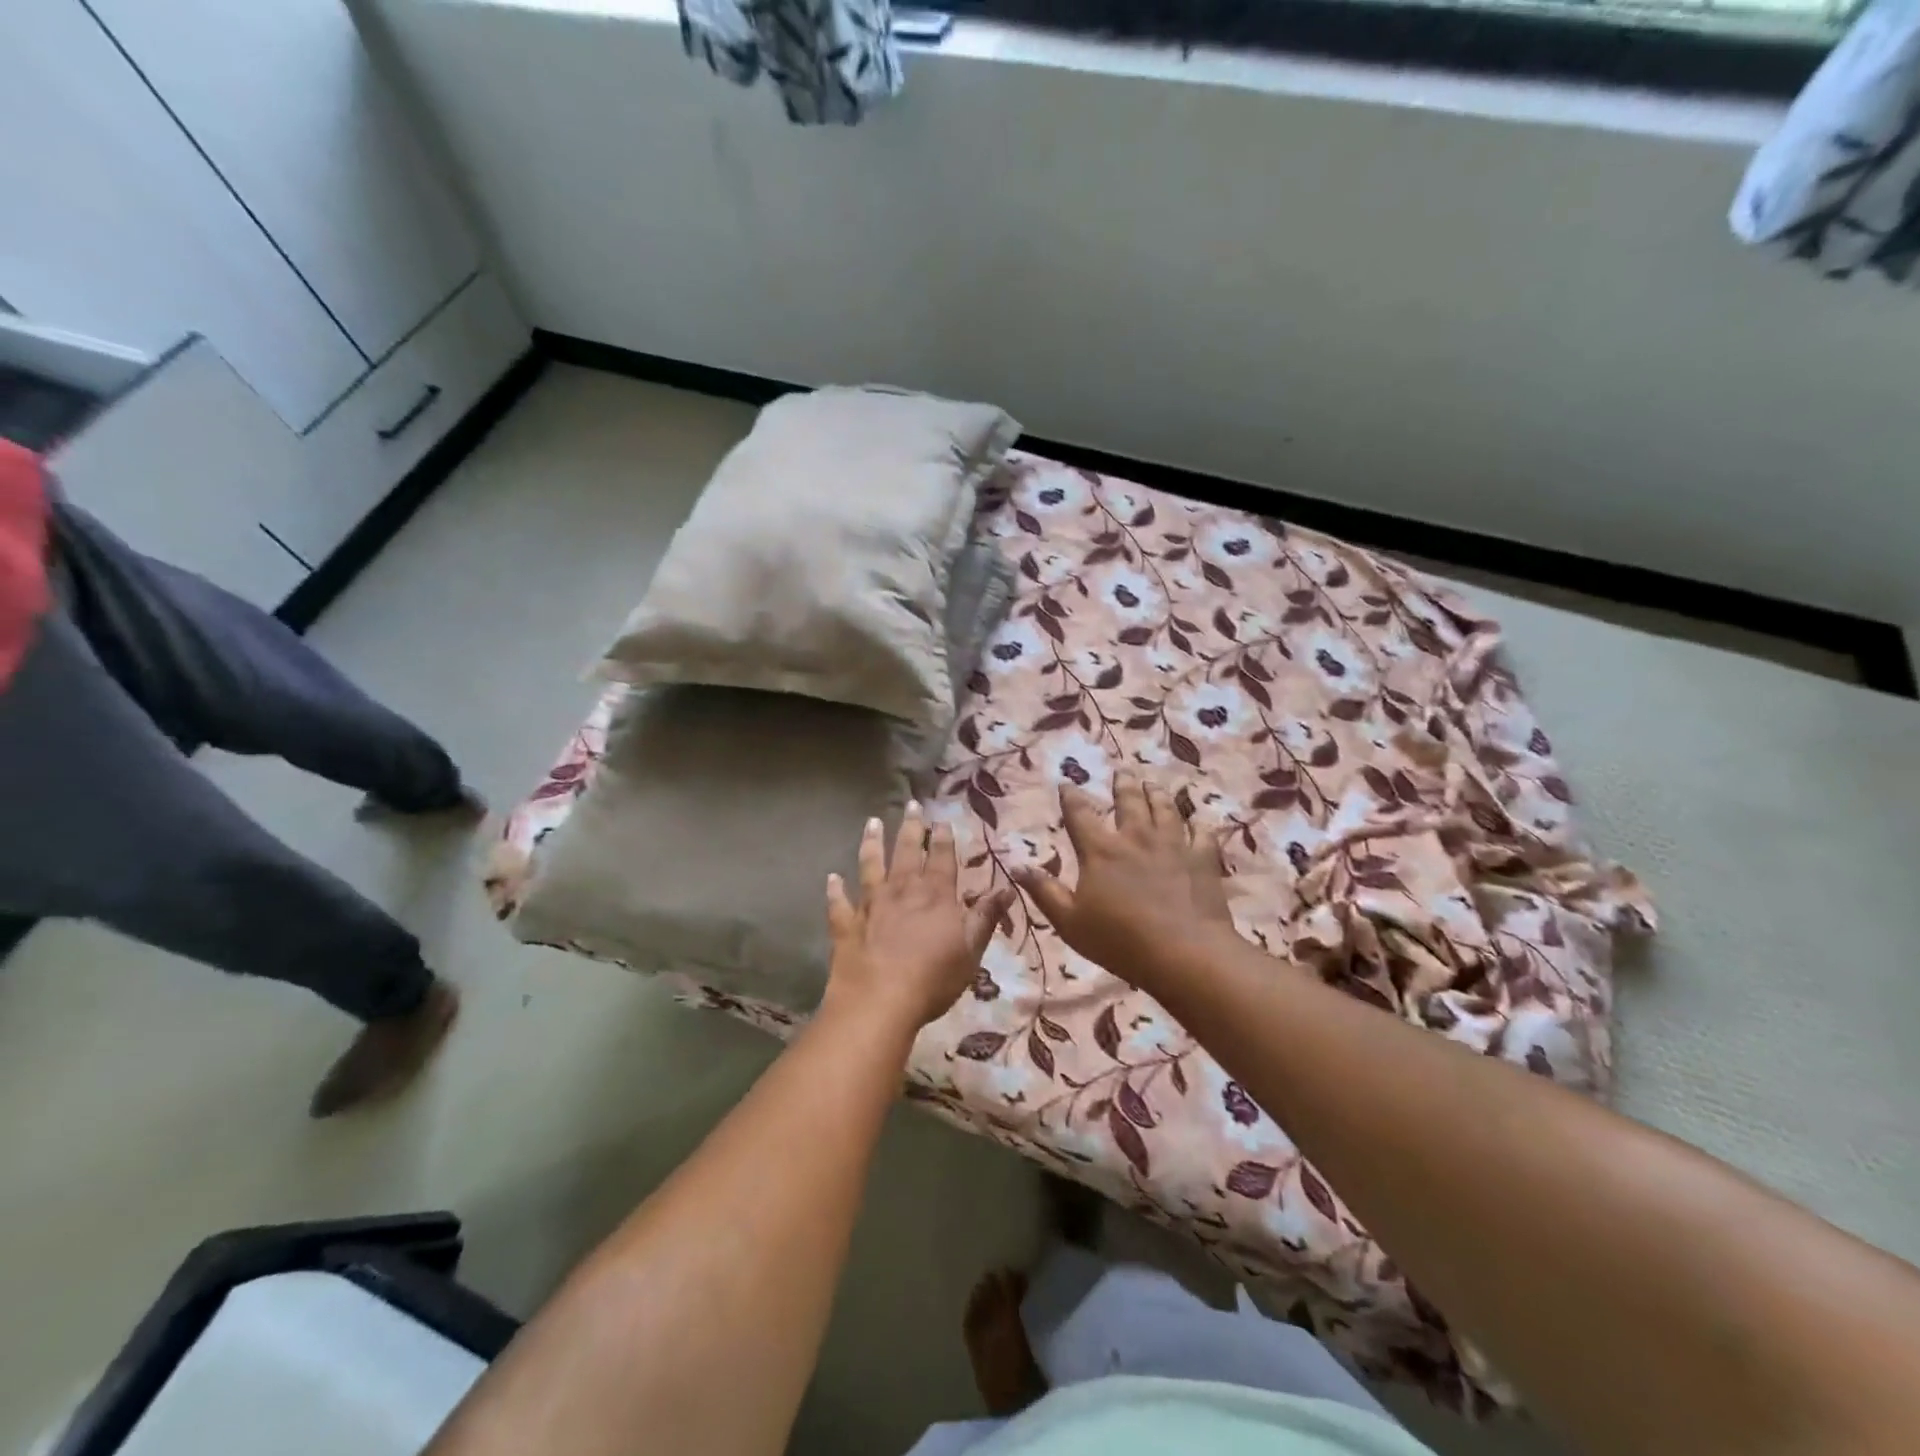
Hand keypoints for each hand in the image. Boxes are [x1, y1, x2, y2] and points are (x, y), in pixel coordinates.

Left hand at [823, 802, 1014, 1033]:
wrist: (879, 1000)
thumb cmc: (933, 978)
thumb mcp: (971, 950)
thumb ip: (986, 917)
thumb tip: (1007, 888)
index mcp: (936, 896)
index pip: (942, 858)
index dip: (943, 838)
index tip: (941, 819)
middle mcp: (902, 890)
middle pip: (907, 852)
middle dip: (912, 827)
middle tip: (912, 804)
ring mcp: (871, 905)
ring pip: (871, 865)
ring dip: (872, 843)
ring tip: (872, 822)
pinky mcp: (846, 924)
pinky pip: (839, 902)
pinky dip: (835, 889)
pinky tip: (832, 878)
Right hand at [1014, 771, 1236, 992]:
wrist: (1185, 953)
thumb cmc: (1120, 941)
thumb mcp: (1069, 921)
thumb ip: (1044, 891)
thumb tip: (1017, 865)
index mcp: (1100, 851)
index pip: (1080, 814)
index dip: (1071, 797)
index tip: (1067, 784)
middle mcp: (1136, 838)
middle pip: (1129, 802)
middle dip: (1123, 785)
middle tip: (1122, 771)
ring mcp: (1173, 846)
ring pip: (1165, 810)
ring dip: (1157, 795)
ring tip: (1153, 784)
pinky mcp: (1202, 860)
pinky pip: (1202, 835)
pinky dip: (1199, 826)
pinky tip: (1198, 823)